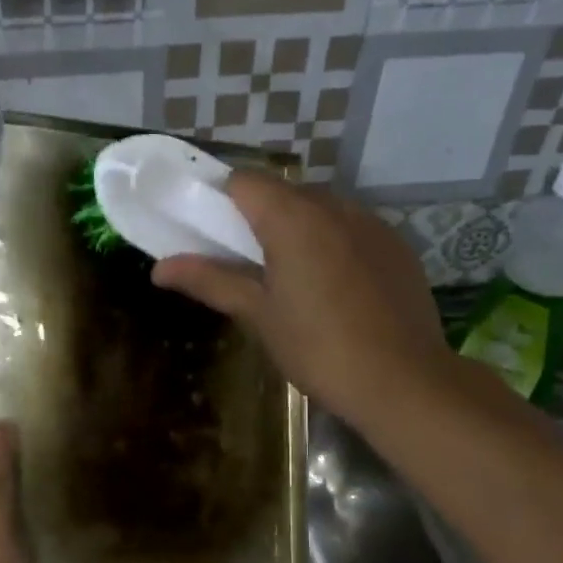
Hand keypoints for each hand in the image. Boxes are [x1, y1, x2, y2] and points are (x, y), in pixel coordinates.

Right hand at [152, 173, 452, 428]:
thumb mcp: (258, 315)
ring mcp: (372, 223)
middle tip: (245, 266)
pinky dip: (332, 243)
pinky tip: (334, 289)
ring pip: (320, 208)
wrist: (404, 381)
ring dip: (297, 229)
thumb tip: (158, 268)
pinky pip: (352, 228)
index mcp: (293, 218)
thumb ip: (210, 281)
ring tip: (291, 280)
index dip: (219, 201)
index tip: (209, 235)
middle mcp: (334, 206)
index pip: (243, 181)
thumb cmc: (318, 348)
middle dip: (257, 218)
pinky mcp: (397, 245)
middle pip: (282, 193)